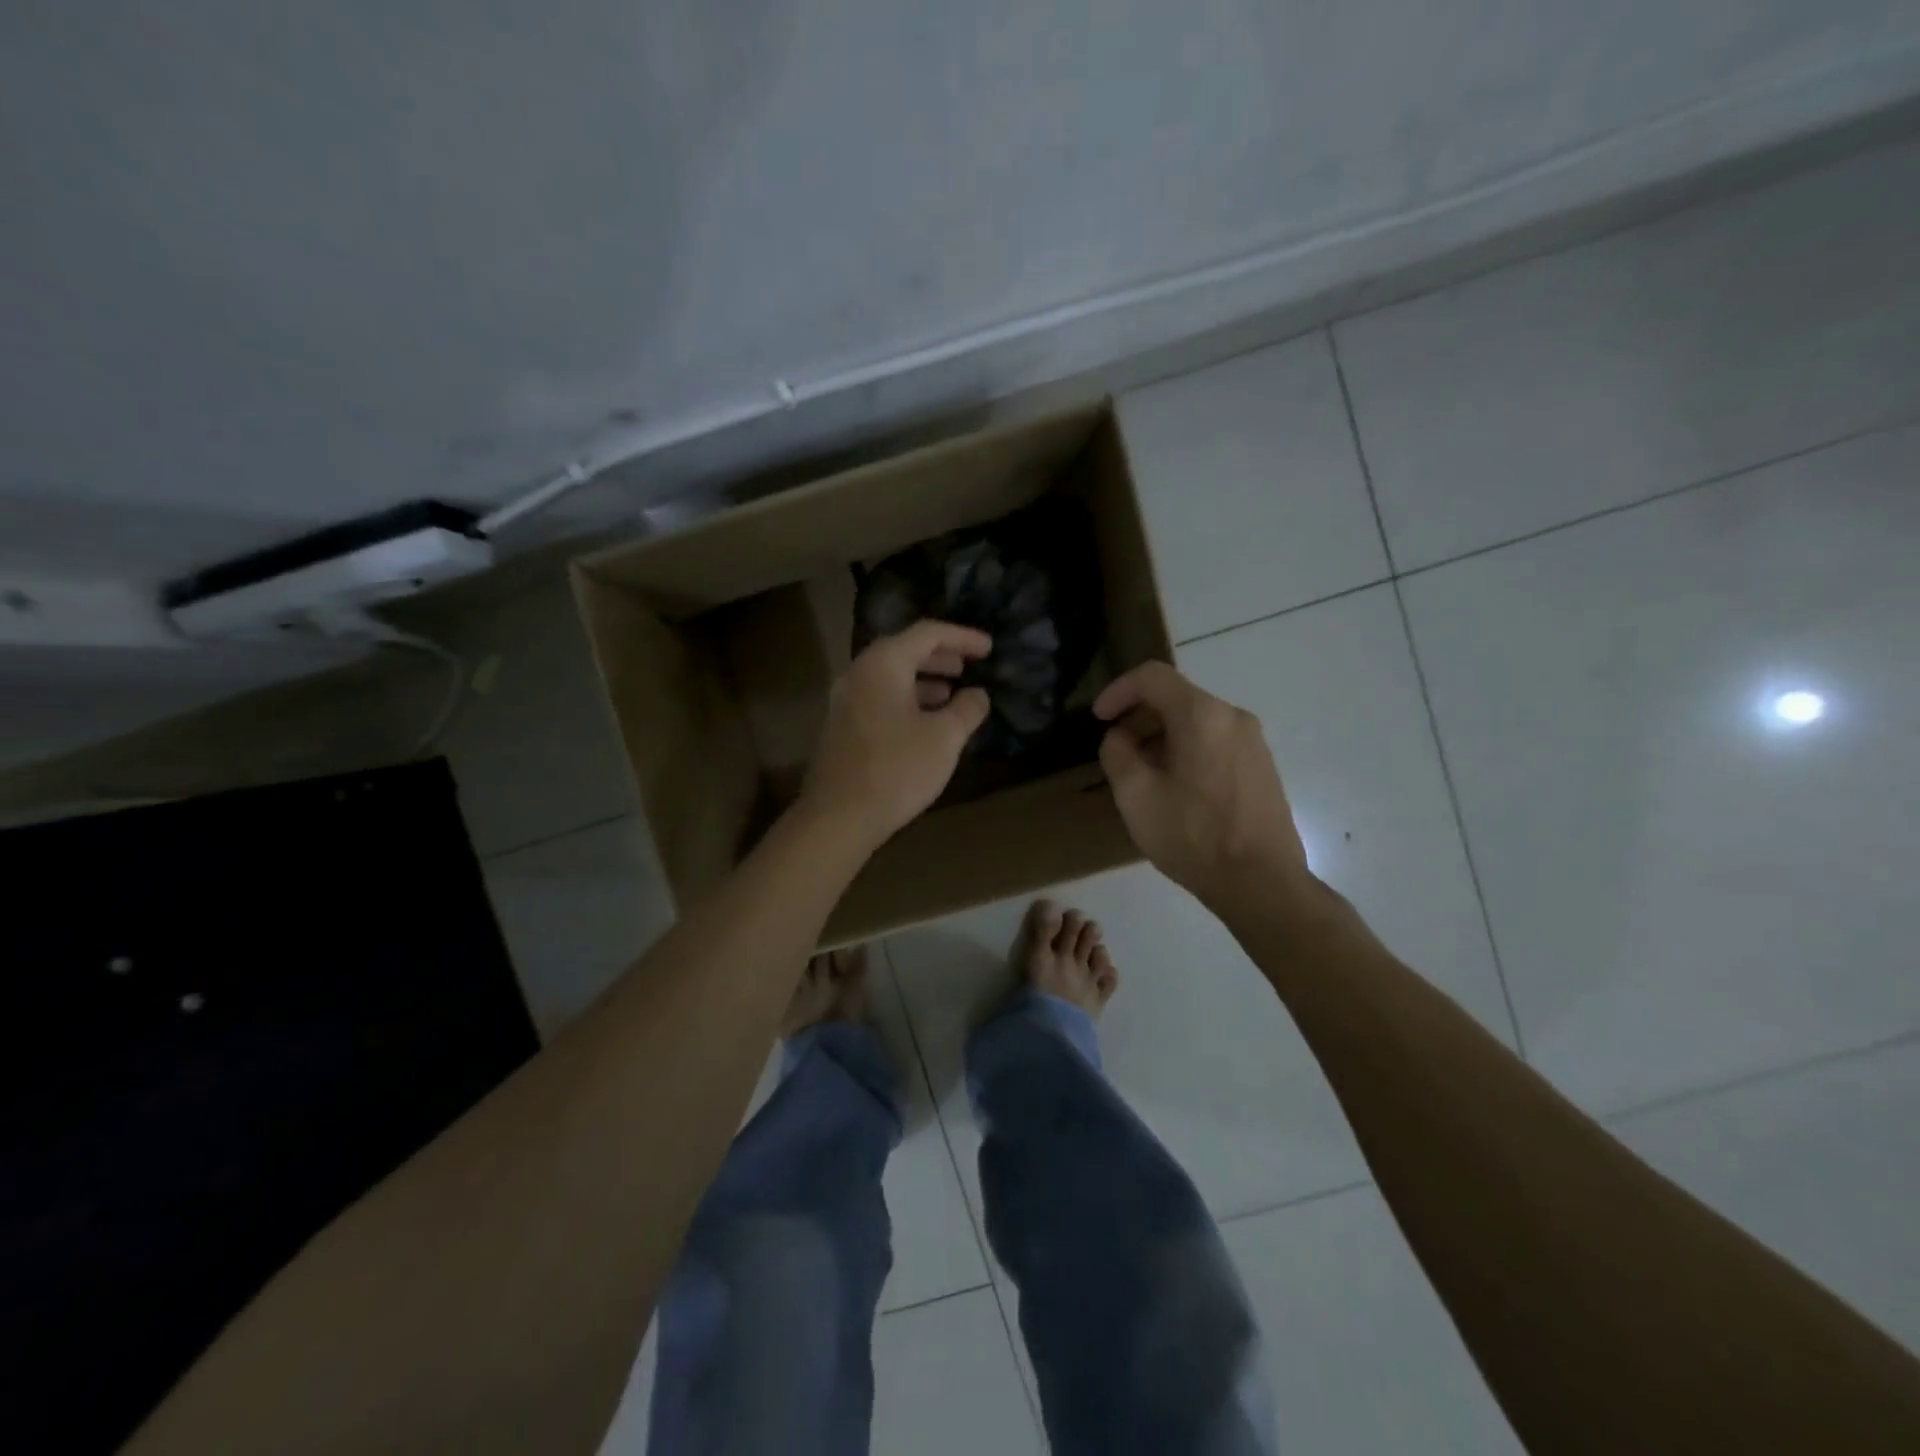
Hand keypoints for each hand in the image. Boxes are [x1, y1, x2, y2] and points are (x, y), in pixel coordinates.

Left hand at [800, 620, 992, 845]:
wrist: (839, 817)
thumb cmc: (897, 770)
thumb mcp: (944, 738)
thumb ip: (967, 709)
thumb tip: (978, 694)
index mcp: (883, 664)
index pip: (927, 634)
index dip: (962, 637)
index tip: (989, 648)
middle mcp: (858, 673)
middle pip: (904, 651)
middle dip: (941, 657)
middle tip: (969, 666)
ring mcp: (845, 701)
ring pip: (890, 678)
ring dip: (924, 681)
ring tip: (953, 694)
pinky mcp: (841, 727)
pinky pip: (879, 698)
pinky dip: (907, 700)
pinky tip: (926, 722)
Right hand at [1093, 662, 1309, 907]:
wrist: (1262, 883)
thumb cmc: (1193, 835)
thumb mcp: (1135, 795)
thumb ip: (1117, 753)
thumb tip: (1121, 737)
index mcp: (1201, 715)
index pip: (1152, 677)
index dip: (1118, 691)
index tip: (1098, 718)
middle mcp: (1233, 717)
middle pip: (1176, 698)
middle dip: (1139, 718)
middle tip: (1117, 753)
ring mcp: (1253, 742)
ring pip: (1196, 722)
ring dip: (1162, 737)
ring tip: (1143, 776)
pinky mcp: (1262, 766)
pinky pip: (1216, 742)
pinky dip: (1187, 750)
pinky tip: (1176, 790)